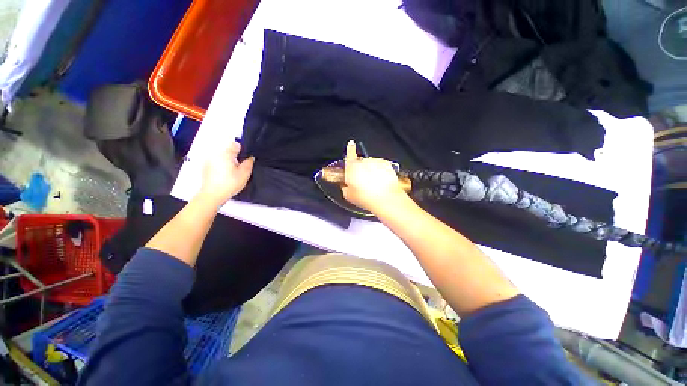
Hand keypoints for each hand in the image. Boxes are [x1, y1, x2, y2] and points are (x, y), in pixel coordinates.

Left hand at [198, 141, 254, 206]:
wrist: (212, 195)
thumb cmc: (229, 184)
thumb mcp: (244, 174)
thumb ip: (248, 163)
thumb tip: (250, 158)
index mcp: (226, 154)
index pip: (235, 144)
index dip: (242, 150)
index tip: (244, 159)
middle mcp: (216, 155)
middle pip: (228, 151)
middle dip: (235, 158)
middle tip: (239, 168)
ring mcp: (209, 161)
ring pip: (222, 157)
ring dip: (228, 162)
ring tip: (231, 173)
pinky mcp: (206, 168)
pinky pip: (216, 163)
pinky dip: (221, 167)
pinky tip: (224, 176)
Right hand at [342, 140, 407, 212]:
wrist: (385, 199)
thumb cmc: (365, 197)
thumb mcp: (349, 195)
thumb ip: (345, 187)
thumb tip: (346, 185)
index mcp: (352, 167)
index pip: (349, 153)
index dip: (350, 148)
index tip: (351, 144)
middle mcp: (363, 162)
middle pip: (360, 162)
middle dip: (361, 169)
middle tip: (363, 181)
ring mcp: (375, 162)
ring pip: (371, 164)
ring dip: (371, 170)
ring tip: (374, 184)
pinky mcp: (386, 164)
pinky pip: (381, 165)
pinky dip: (380, 171)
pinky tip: (381, 181)